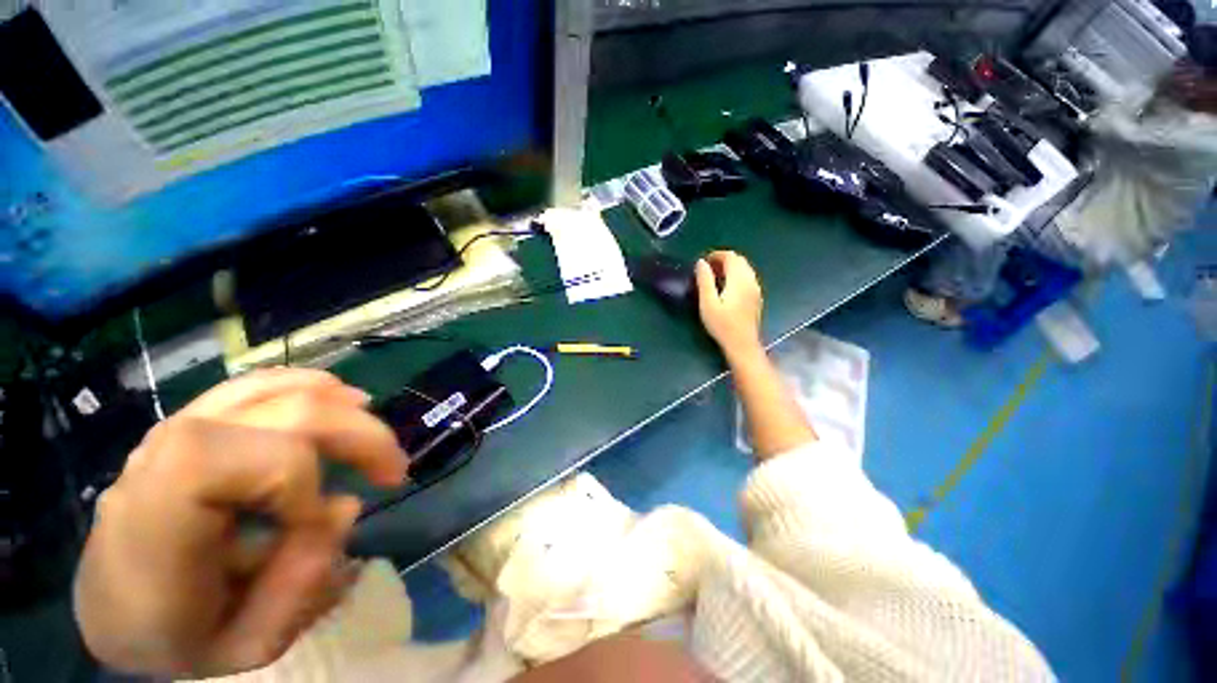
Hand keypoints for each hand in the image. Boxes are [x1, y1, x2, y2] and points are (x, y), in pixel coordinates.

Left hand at [73, 369, 408, 677]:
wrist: (118, 607)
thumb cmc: (175, 634)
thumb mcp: (244, 644)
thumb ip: (299, 585)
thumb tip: (345, 506)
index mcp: (156, 518)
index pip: (240, 457)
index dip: (298, 479)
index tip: (319, 519)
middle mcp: (163, 456)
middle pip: (283, 410)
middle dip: (357, 435)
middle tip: (393, 469)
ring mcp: (175, 428)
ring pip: (275, 387)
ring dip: (342, 407)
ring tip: (373, 436)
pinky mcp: (191, 420)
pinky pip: (256, 384)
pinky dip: (307, 385)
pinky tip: (337, 398)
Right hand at [695, 251, 763, 355]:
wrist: (742, 344)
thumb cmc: (722, 325)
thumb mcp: (707, 303)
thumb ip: (704, 280)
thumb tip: (701, 262)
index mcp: (739, 279)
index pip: (730, 256)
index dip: (716, 255)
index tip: (702, 262)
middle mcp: (750, 280)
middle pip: (739, 260)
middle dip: (723, 260)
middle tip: (706, 269)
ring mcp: (755, 289)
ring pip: (744, 269)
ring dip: (730, 268)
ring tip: (714, 278)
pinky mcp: (756, 298)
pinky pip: (747, 278)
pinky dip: (736, 276)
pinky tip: (726, 288)